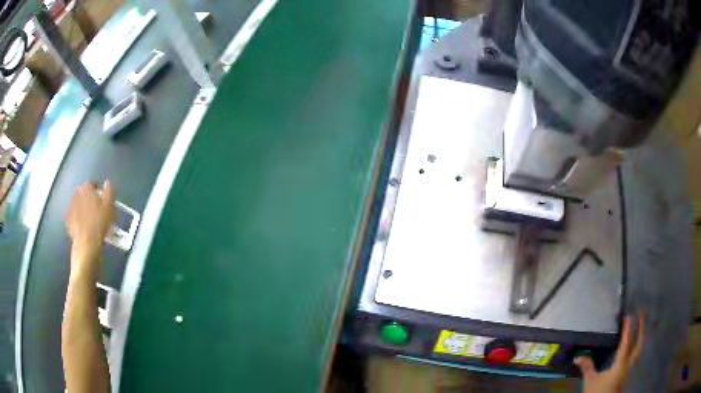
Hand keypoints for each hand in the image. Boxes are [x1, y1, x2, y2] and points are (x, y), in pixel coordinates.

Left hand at [65, 181, 114, 271]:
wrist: (87, 244)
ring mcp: (70, 207)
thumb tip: (107, 183)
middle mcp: (76, 194)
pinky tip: (82, 225)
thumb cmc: (100, 224)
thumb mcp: (109, 207)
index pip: (92, 182)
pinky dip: (77, 218)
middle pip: (83, 192)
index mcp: (87, 189)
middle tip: (95, 207)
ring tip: (89, 218)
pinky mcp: (68, 220)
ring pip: (77, 203)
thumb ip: (109, 192)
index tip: (101, 195)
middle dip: (88, 197)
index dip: (97, 187)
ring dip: (82, 207)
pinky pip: (73, 215)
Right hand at [575, 312, 644, 392]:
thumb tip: (578, 356)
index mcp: (621, 364)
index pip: (627, 341)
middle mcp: (629, 364)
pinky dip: (637, 346)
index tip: (628, 314)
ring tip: (640, 326)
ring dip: (641, 335)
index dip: (628, 328)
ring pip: (640, 349)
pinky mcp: (629, 373)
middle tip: (641, 313)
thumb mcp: (591, 381)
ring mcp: (631, 369)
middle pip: (639, 342)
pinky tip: (634, 346)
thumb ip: (587, 368)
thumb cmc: (598, 392)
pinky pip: (636, 355)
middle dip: (641, 327)